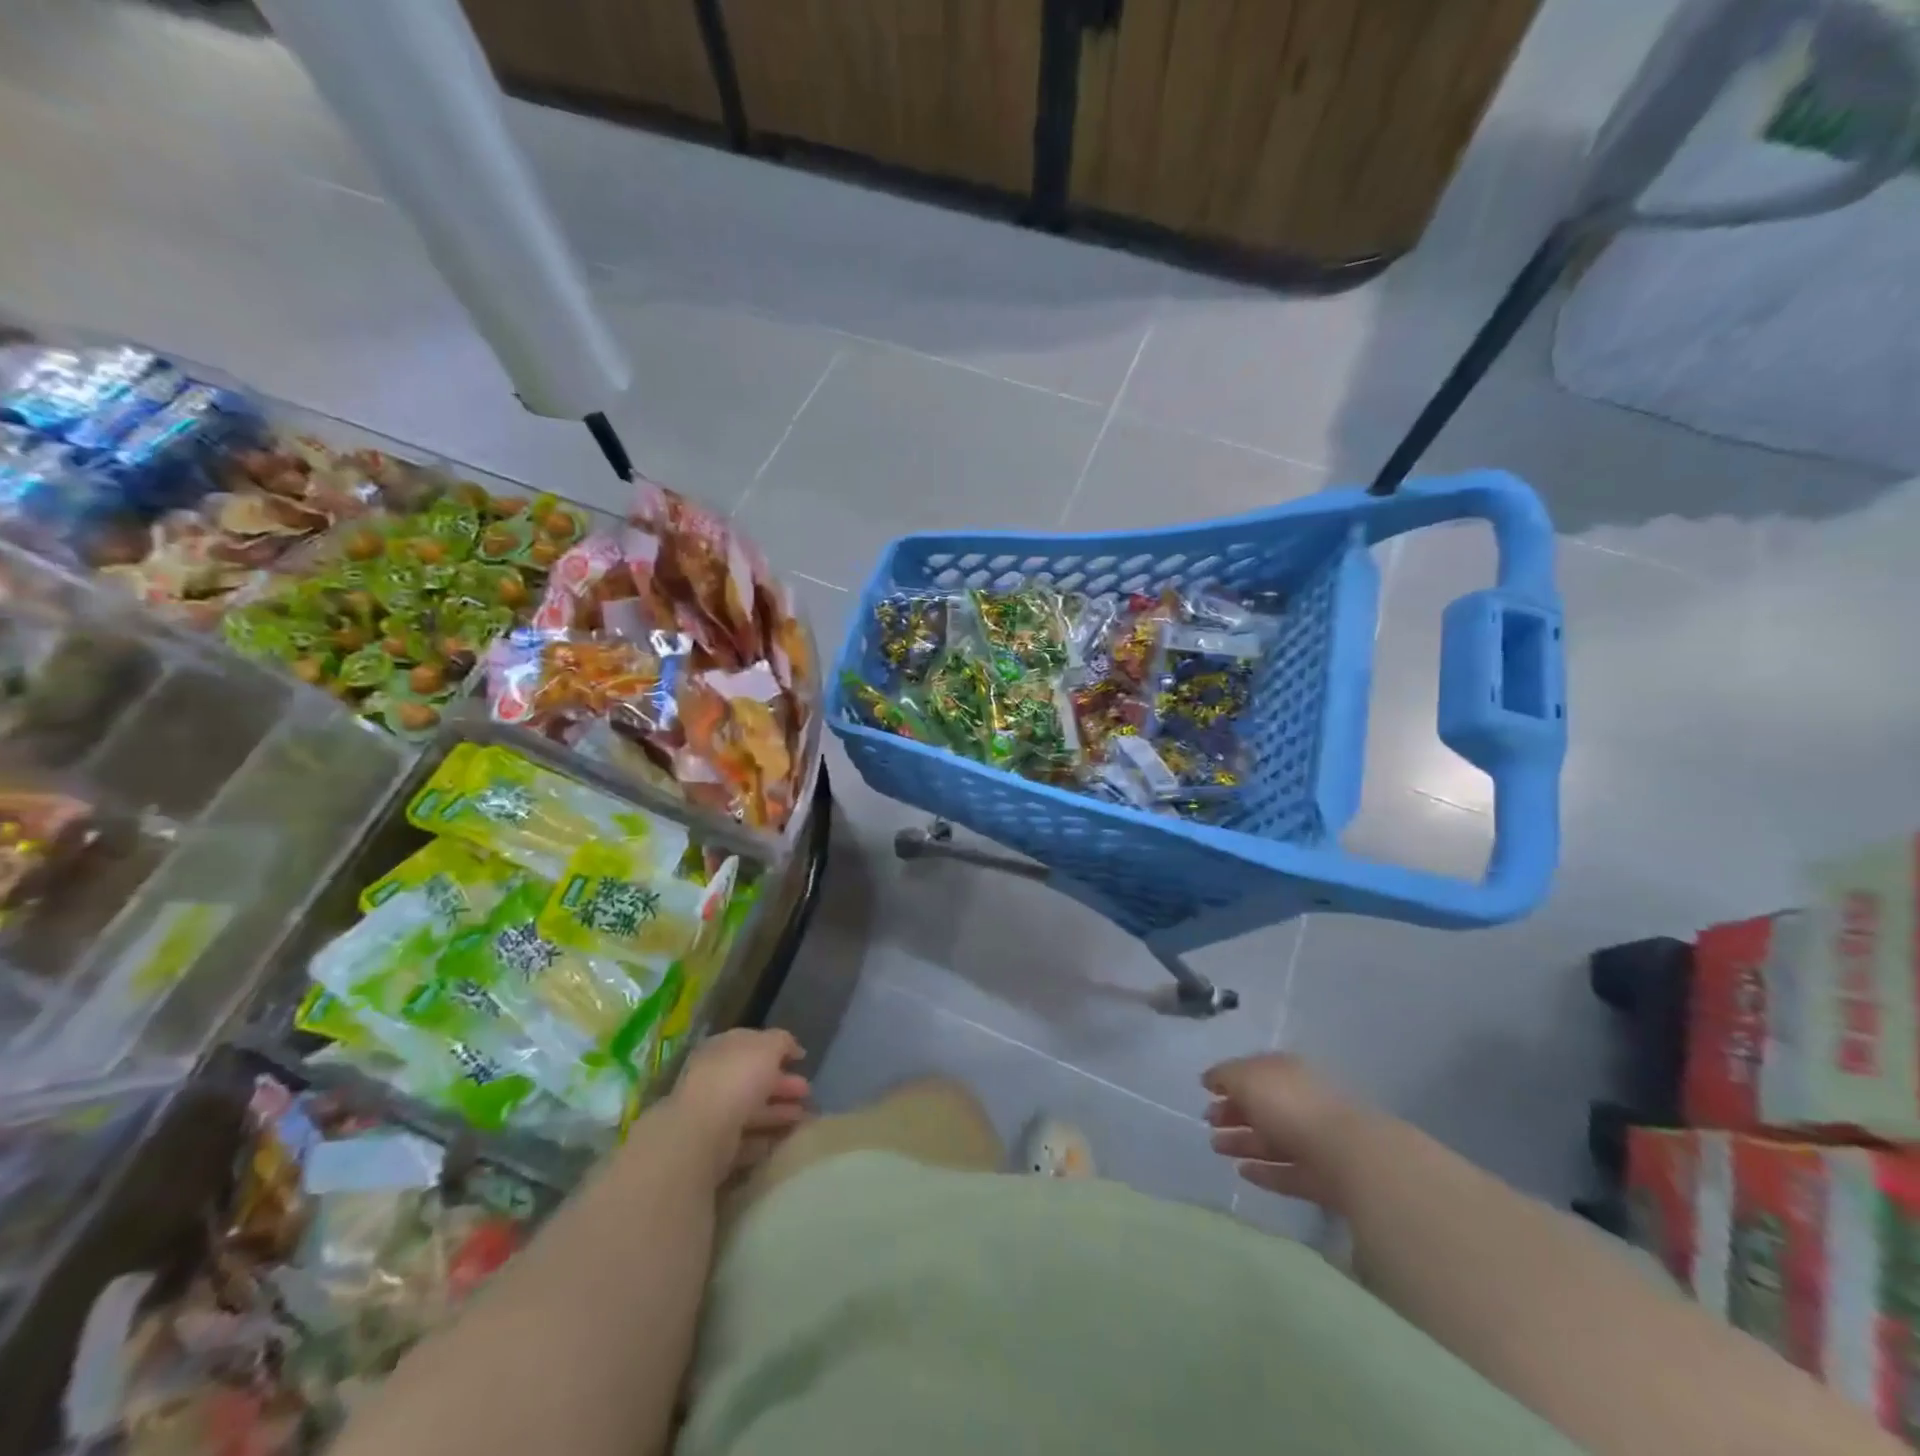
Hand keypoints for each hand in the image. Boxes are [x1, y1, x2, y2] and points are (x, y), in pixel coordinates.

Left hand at [669, 1028, 810, 1183]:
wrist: (702, 1132)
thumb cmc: (736, 1078)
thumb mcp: (768, 1046)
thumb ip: (782, 1042)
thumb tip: (792, 1048)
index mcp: (721, 1049)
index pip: (751, 1045)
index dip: (777, 1049)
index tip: (801, 1060)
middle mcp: (714, 1079)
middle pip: (753, 1079)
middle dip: (783, 1085)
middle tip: (809, 1093)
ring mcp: (712, 1115)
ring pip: (751, 1110)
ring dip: (779, 1112)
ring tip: (805, 1118)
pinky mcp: (714, 1148)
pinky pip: (746, 1139)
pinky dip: (766, 1138)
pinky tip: (785, 1139)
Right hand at [1202, 1053, 1371, 1210]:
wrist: (1350, 1157)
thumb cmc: (1292, 1105)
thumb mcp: (1247, 1078)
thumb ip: (1225, 1076)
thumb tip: (1210, 1078)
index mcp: (1287, 1072)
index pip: (1254, 1072)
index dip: (1229, 1080)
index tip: (1205, 1092)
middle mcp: (1301, 1102)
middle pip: (1262, 1106)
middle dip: (1233, 1112)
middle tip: (1207, 1122)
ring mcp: (1313, 1141)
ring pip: (1271, 1139)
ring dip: (1242, 1142)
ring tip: (1216, 1148)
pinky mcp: (1321, 1179)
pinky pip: (1285, 1172)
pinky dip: (1263, 1172)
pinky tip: (1241, 1173)